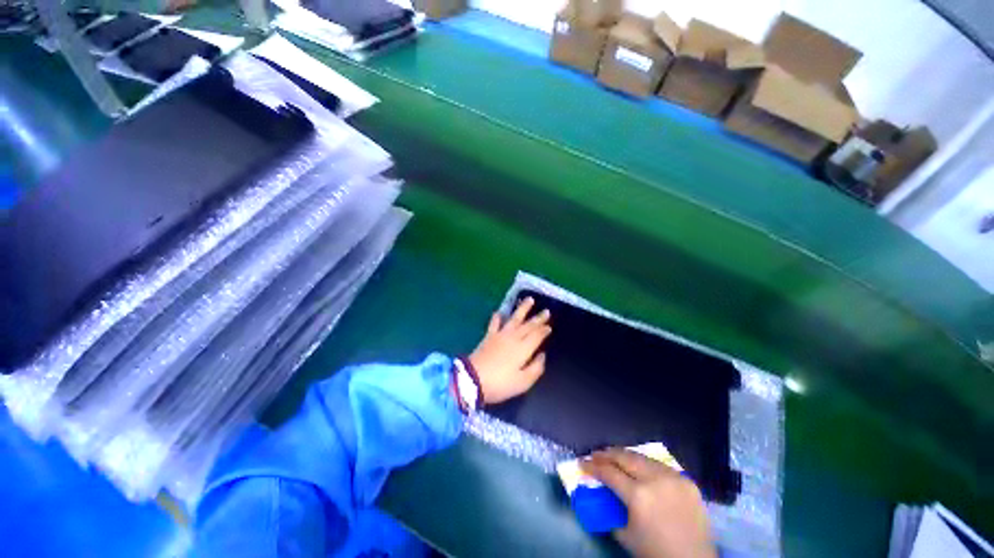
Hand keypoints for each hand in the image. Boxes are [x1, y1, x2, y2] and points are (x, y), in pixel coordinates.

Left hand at [469, 297, 550, 403]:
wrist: (473, 379)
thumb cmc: (500, 384)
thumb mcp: (523, 382)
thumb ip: (535, 368)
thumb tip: (542, 355)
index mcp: (523, 349)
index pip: (537, 335)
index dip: (544, 330)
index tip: (549, 326)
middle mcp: (513, 338)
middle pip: (528, 325)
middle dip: (538, 318)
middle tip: (546, 311)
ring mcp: (500, 335)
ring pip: (514, 319)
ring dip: (522, 309)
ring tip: (529, 300)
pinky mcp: (488, 337)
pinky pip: (494, 324)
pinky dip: (497, 318)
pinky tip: (499, 312)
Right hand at [582, 449, 715, 557]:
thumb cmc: (655, 552)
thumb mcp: (625, 535)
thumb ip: (610, 511)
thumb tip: (599, 494)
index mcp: (638, 495)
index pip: (609, 472)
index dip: (592, 466)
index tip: (582, 462)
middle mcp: (655, 480)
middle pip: (625, 457)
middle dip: (607, 453)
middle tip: (596, 454)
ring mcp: (673, 478)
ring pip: (643, 457)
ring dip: (625, 455)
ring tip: (615, 456)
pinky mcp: (687, 480)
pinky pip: (660, 466)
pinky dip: (646, 464)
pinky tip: (640, 467)